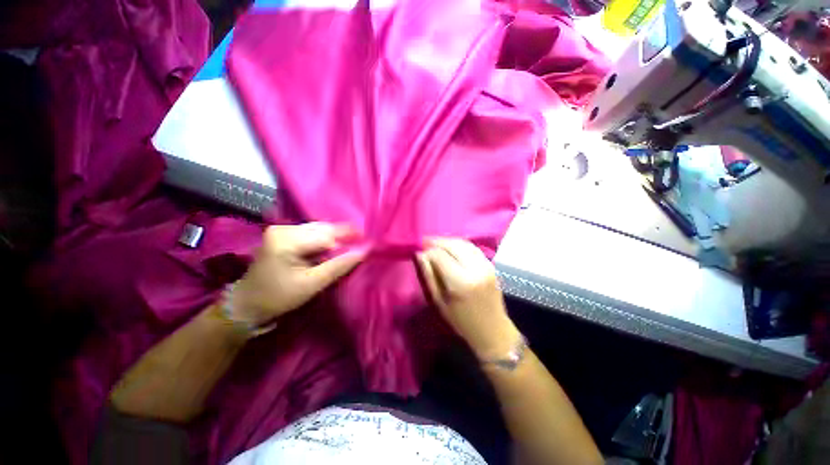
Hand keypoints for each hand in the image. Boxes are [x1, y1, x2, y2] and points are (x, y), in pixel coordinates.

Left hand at [232, 223, 365, 326]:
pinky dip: (325, 240)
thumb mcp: (312, 284)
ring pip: (319, 229)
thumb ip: (339, 266)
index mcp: (286, 239)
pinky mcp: (283, 235)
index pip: (326, 235)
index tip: (367, 243)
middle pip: (323, 228)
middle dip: (343, 236)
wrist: (248, 303)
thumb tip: (364, 251)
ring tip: (352, 245)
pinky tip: (334, 248)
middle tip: (363, 243)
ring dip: (336, 238)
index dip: (348, 238)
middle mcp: (283, 228)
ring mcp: (282, 230)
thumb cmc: (278, 297)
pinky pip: (312, 233)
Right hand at [416, 238, 520, 360]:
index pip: (440, 255)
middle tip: (425, 243)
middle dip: (437, 242)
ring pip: (463, 243)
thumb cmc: (461, 321)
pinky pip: (472, 248)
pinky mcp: (491, 265)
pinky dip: (459, 245)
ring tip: (436, 244)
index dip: (428, 250)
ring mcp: (486, 265)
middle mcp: (475, 269)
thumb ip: (429, 276)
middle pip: (453, 245)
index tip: (419, 250)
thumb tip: (420, 255)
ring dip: (448, 241)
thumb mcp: (439, 301)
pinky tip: (451, 248)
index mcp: (460, 282)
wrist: (493, 330)